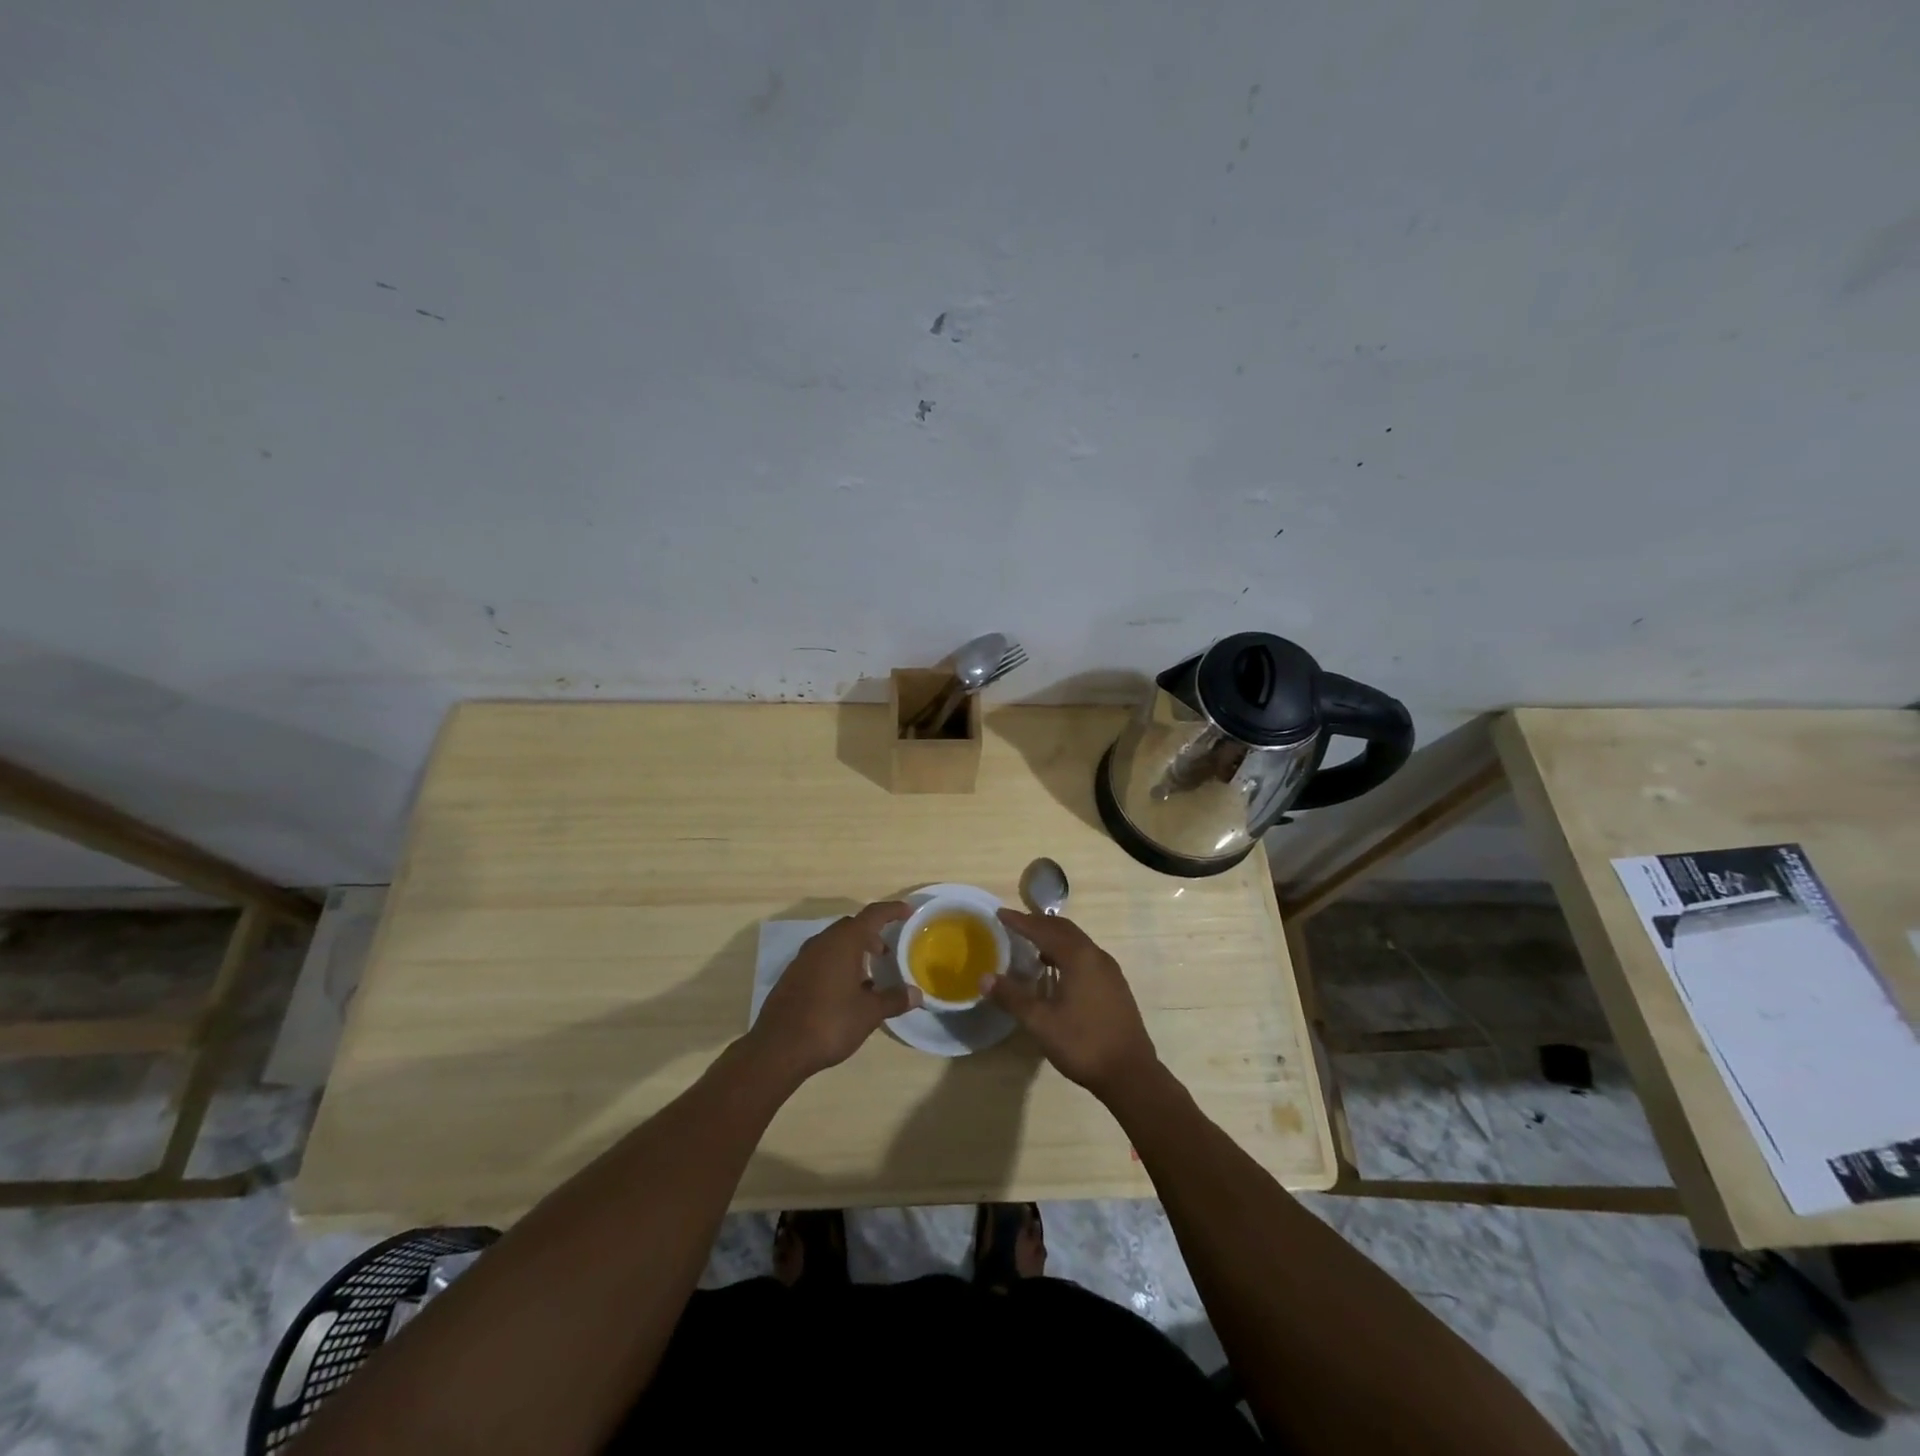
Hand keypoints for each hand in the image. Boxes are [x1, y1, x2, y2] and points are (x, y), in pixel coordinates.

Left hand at [748, 902, 917, 1081]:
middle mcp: (822, 942)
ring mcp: (803, 958)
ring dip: (853, 951)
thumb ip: (894, 999)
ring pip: (834, 943)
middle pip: (852, 926)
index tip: (908, 912)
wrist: (778, 1048)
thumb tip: (917, 994)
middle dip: (872, 934)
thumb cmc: (830, 1023)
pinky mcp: (792, 975)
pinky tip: (845, 991)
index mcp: (844, 942)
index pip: (873, 914)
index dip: (892, 910)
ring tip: (869, 975)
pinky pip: (821, 958)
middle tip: (887, 952)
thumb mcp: (869, 1013)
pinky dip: (837, 964)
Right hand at [988, 909, 1158, 1099]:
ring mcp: (1109, 970)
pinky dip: (1067, 952)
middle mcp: (1096, 955)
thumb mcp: (1040, 1022)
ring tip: (1032, 946)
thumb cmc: (1082, 1043)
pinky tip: (1057, 971)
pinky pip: (1086, 956)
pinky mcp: (1115, 985)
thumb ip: (1012, 997)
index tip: (1000, 913)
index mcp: (1078, 957)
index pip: (1043, 930)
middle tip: (1015, 924)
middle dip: (1038, 924)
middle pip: (1063, 929)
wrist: (1131, 1074)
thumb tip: (984, 978)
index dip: (1020, 921)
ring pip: (1077, 942)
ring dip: (1054, 938)